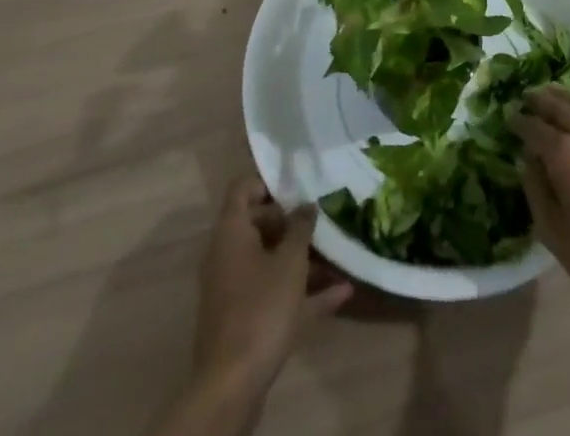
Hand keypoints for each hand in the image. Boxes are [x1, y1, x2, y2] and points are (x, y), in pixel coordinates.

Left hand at [191, 177, 353, 398]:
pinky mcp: (245, 320)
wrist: (231, 387)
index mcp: (231, 232)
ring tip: (339, 255)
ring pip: (271, 261)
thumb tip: (307, 204)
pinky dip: (303, 292)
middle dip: (293, 222)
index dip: (270, 182)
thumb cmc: (260, 308)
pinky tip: (341, 294)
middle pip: (260, 224)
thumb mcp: (289, 262)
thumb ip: (300, 227)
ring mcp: (235, 289)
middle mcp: (228, 254)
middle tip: (324, 219)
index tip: (300, 185)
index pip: (244, 188)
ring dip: (303, 259)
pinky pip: (275, 294)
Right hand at [510, 87, 569, 315]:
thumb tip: (528, 162)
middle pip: (558, 106)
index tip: (509, 118)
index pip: (533, 128)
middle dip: (539, 100)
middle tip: (526, 97)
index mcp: (563, 154)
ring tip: (551, 94)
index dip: (519, 122)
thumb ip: (536, 191)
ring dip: (563, 97)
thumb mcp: (556, 235)